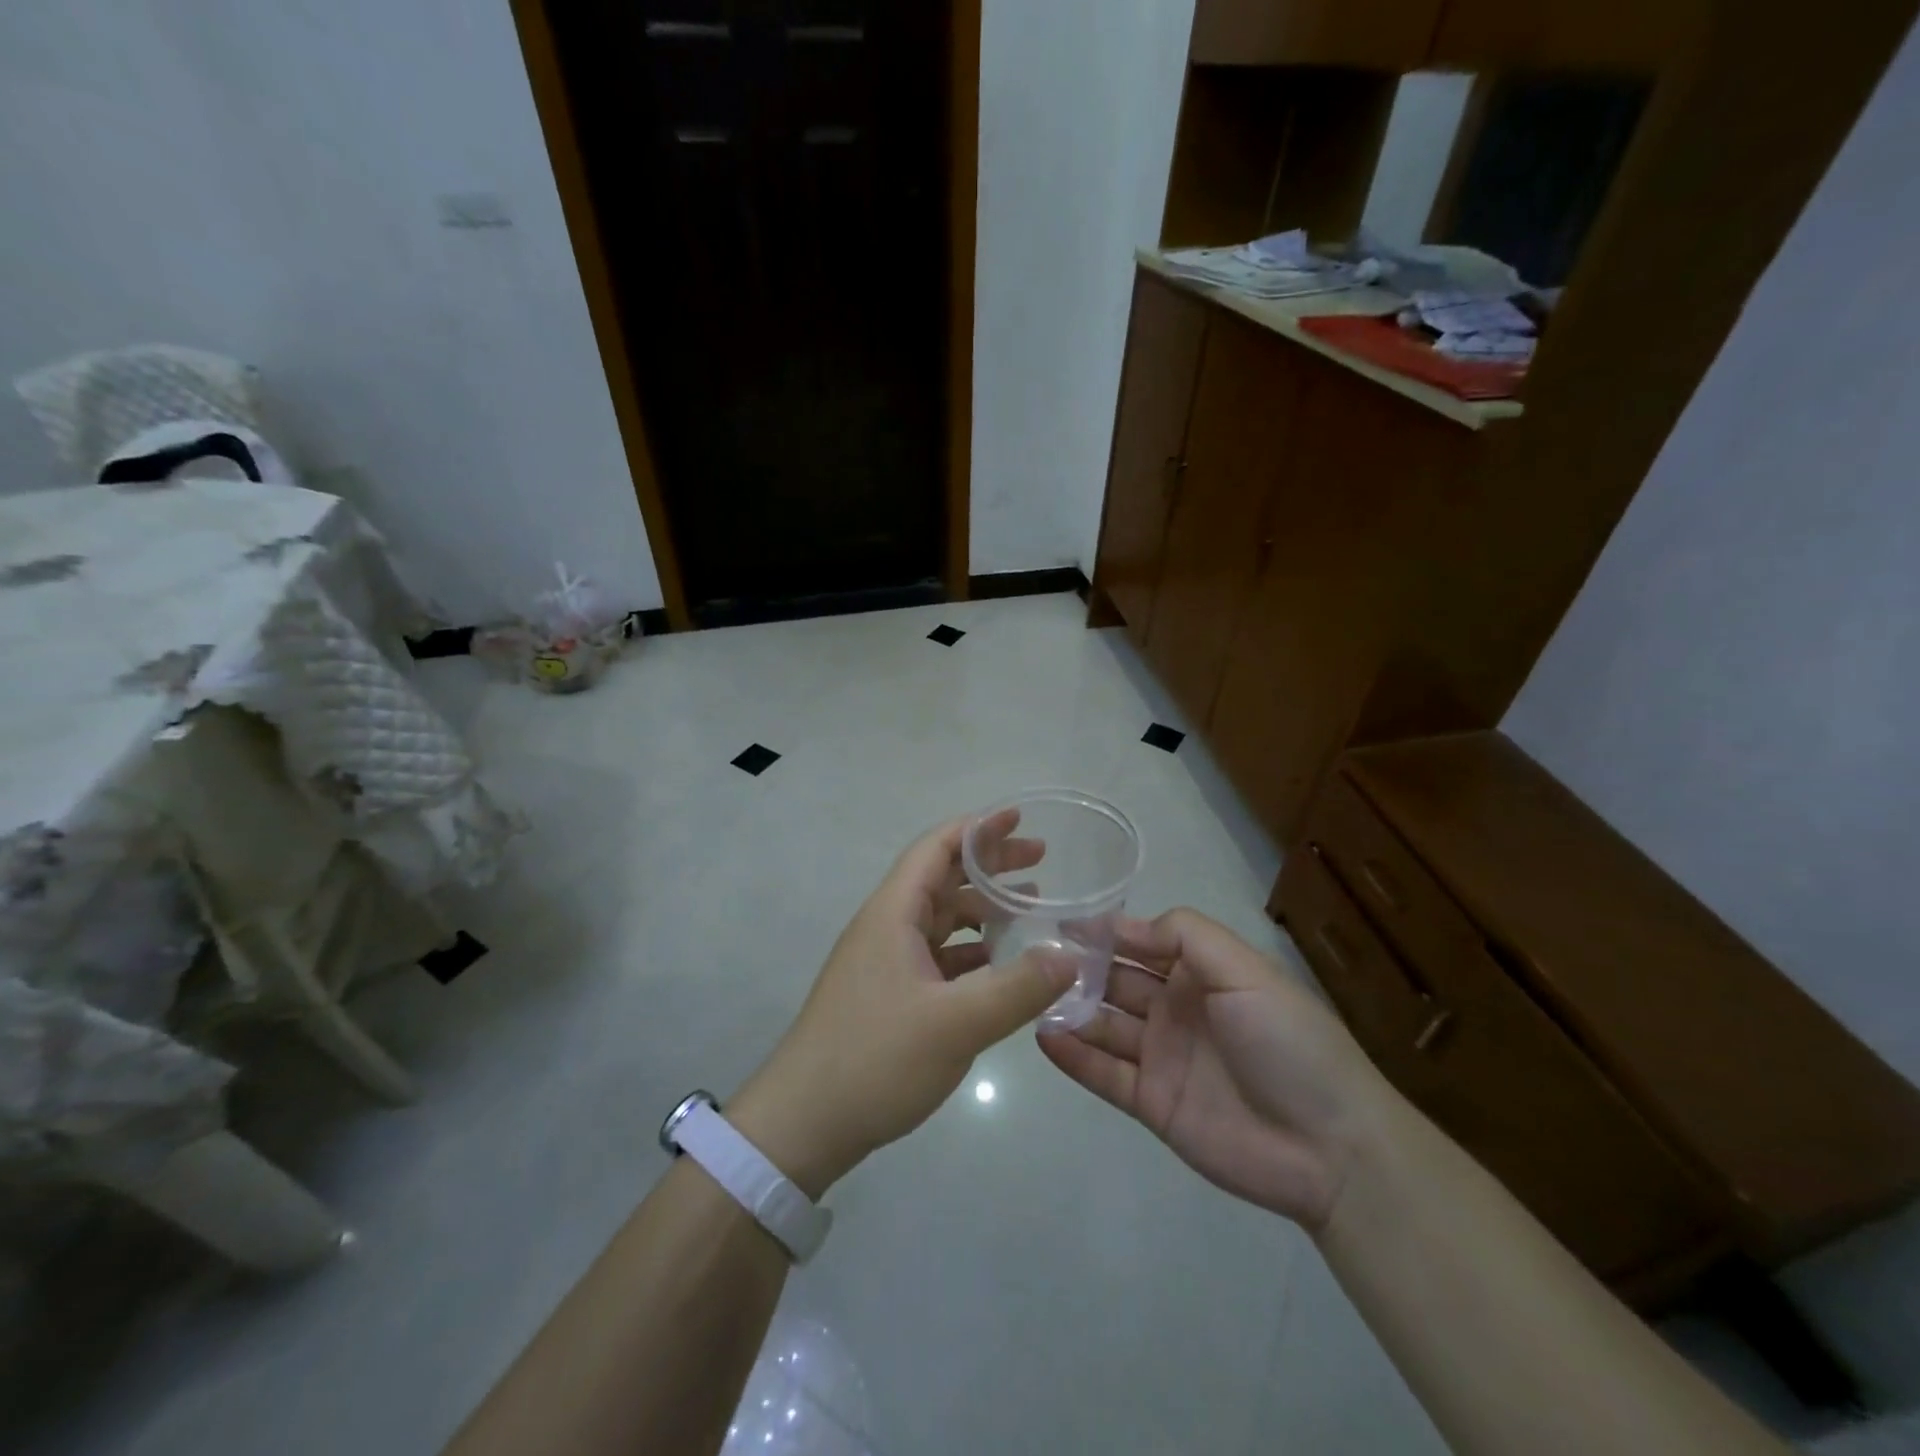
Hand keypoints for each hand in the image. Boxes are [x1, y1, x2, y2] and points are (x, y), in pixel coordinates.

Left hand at [729, 812, 1076, 1198]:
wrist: (803, 1123)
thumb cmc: (875, 1059)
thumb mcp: (956, 1024)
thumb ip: (1018, 988)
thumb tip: (1071, 956)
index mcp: (893, 913)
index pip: (936, 849)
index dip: (977, 828)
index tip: (1019, 818)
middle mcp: (887, 927)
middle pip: (942, 879)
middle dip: (990, 866)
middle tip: (1041, 862)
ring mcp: (885, 962)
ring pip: (940, 919)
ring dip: (983, 909)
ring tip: (1031, 909)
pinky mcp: (888, 995)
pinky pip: (937, 955)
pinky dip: (972, 950)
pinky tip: (1001, 965)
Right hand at [1038, 908, 1389, 1230]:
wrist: (1330, 1148)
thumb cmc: (1287, 1042)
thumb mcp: (1245, 970)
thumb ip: (1185, 935)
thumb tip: (1124, 924)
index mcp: (1202, 974)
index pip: (1143, 942)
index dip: (1106, 931)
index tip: (1062, 923)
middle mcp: (1177, 1009)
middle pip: (1117, 981)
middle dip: (1080, 968)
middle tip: (1034, 960)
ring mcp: (1162, 1057)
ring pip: (1105, 1025)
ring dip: (1071, 1009)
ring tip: (1030, 995)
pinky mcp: (1152, 1102)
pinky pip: (1104, 1073)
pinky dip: (1074, 1055)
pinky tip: (1043, 1036)